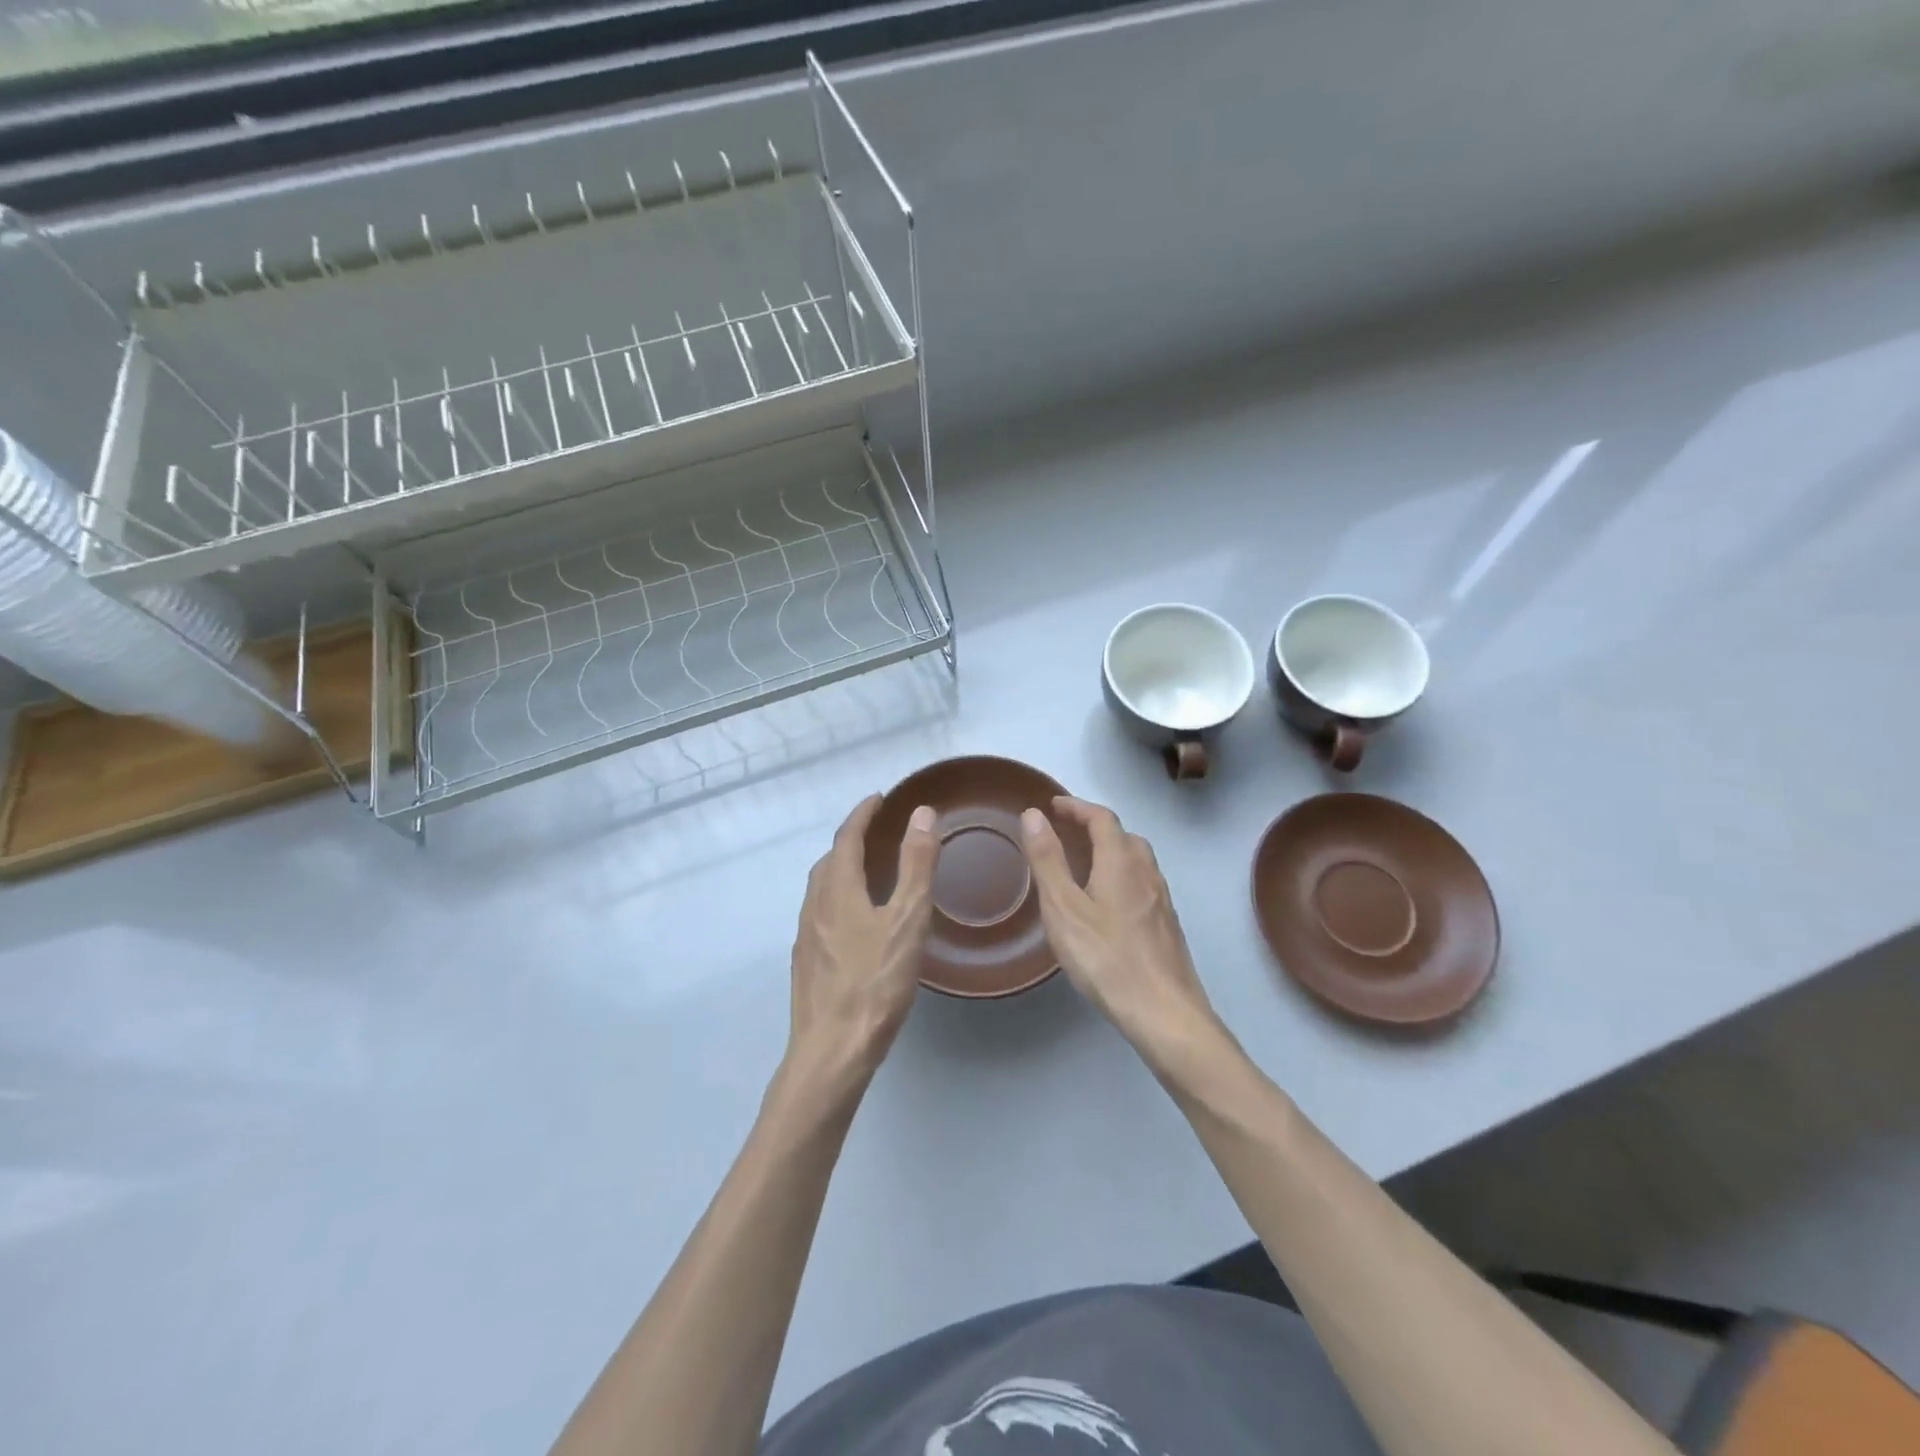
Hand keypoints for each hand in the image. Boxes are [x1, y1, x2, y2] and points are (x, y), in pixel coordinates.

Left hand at [786, 794, 937, 1093]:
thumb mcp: (907, 919)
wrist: (832, 1050)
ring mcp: (806, 937)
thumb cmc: (875, 983)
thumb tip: (922, 814)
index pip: (846, 838)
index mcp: (837, 890)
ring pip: (821, 889)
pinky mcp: (807, 964)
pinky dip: (838, 898)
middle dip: (850, 840)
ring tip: (867, 871)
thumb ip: (916, 865)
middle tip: (876, 832)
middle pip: (828, 861)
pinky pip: (820, 914)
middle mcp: (815, 906)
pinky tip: (855, 922)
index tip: (879, 798)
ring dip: (841, 869)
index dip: (862, 814)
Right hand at [1021, 797, 1227, 1072]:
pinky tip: (1108, 904)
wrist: (1164, 1012)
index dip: (1077, 807)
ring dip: (1111, 850)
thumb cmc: (1106, 958)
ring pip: (1138, 861)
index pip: (1102, 818)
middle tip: (1067, 833)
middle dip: (1095, 826)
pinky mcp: (1167, 925)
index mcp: (1121, 862)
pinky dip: (1122, 876)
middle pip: (1124, 836)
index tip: (1054, 807)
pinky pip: (1143, 884)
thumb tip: (1034, 814)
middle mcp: (1147, 873)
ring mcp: (1162, 900)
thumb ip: (1047, 860)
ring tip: (1085, 865)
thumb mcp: (1064, 908)